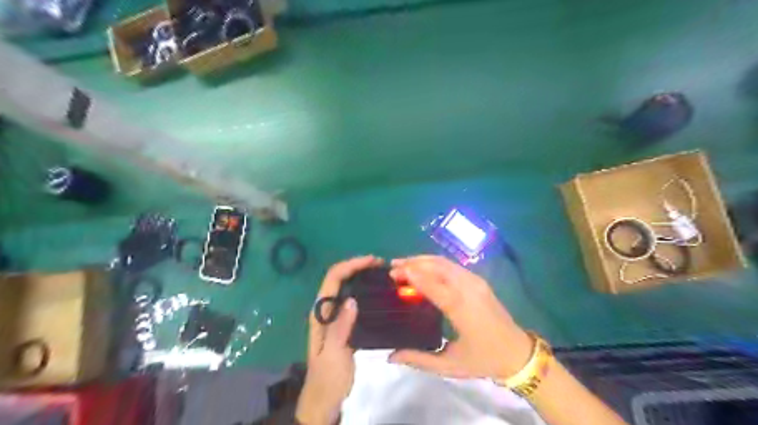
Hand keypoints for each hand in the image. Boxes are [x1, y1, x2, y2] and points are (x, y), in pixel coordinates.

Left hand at [296, 255, 385, 424]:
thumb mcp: (333, 354)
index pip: (332, 279)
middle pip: (339, 279)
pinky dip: (364, 291)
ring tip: (381, 274)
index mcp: (320, 313)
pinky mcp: (344, 324)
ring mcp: (335, 316)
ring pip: (346, 287)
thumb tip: (352, 299)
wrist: (325, 399)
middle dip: (357, 266)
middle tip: (381, 265)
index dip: (350, 265)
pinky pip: (354, 300)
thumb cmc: (328, 378)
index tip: (371, 261)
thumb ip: (340, 328)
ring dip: (361, 276)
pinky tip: (377, 294)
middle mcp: (326, 309)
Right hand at [390, 255, 531, 377]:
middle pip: (438, 266)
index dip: (414, 275)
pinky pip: (452, 266)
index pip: (434, 285)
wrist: (518, 353)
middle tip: (393, 267)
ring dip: (423, 260)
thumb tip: (391, 356)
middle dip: (414, 263)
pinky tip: (423, 268)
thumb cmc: (484, 360)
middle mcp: (469, 289)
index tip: (394, 271)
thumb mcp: (450, 366)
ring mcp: (476, 281)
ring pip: (445, 262)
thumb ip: (419, 359)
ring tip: (403, 264)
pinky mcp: (479, 280)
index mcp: (462, 309)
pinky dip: (434, 263)